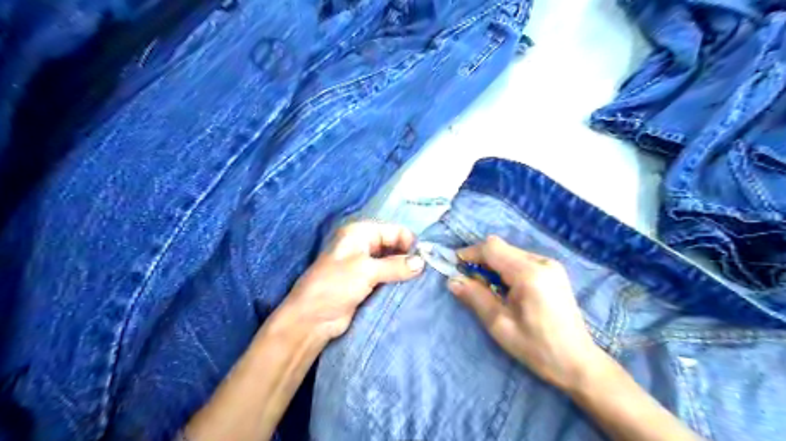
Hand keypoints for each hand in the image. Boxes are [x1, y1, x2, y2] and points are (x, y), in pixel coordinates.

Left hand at [281, 223, 423, 341]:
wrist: (312, 318)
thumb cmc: (335, 285)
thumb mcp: (366, 270)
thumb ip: (396, 265)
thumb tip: (422, 262)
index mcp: (360, 233)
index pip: (394, 231)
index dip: (410, 242)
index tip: (427, 259)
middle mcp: (363, 245)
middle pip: (394, 245)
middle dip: (409, 256)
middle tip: (428, 272)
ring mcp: (365, 265)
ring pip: (392, 262)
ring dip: (405, 270)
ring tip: (423, 281)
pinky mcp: (366, 283)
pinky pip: (388, 277)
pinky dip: (398, 281)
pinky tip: (411, 288)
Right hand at [449, 236, 602, 390]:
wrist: (578, 363)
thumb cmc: (537, 348)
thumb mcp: (500, 324)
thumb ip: (475, 297)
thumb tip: (452, 280)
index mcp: (529, 274)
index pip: (492, 248)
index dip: (470, 252)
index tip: (455, 265)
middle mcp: (542, 262)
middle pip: (502, 247)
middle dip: (480, 259)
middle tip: (468, 280)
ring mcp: (551, 265)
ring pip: (511, 252)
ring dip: (493, 264)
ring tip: (486, 287)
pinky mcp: (554, 272)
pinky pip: (522, 260)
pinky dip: (506, 268)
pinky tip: (505, 288)